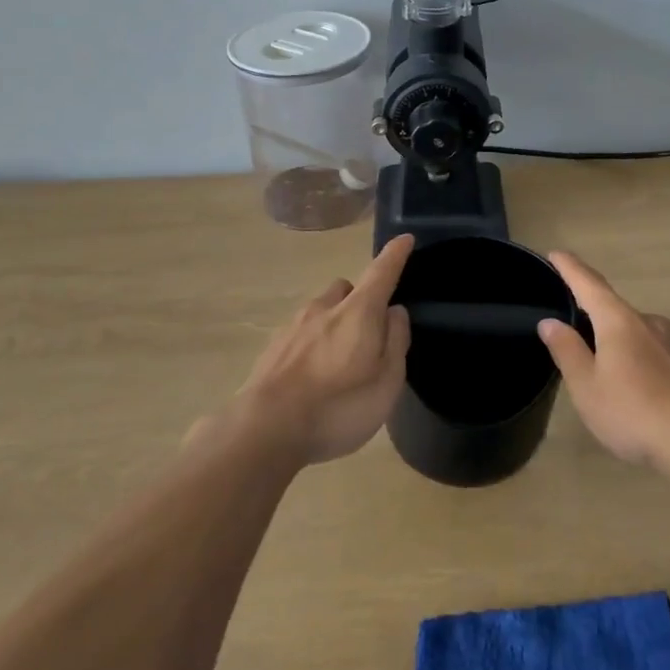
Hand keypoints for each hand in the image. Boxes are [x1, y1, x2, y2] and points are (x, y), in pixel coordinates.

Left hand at [236, 235, 414, 464]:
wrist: (265, 429)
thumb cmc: (338, 406)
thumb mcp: (386, 381)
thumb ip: (395, 341)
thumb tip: (395, 311)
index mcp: (357, 312)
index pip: (381, 273)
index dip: (395, 255)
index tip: (405, 239)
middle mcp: (323, 308)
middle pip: (345, 288)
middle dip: (359, 299)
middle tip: (369, 331)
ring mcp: (293, 326)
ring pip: (320, 310)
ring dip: (333, 322)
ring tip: (338, 361)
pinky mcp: (272, 348)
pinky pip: (300, 333)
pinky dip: (312, 343)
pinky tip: (312, 376)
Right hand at [537, 251, 669, 470]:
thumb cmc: (634, 412)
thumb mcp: (587, 387)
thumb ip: (567, 351)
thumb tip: (550, 322)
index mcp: (619, 321)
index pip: (589, 284)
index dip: (570, 268)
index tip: (556, 253)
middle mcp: (648, 322)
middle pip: (613, 308)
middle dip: (591, 312)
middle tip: (569, 324)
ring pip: (634, 331)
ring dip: (614, 339)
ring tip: (598, 362)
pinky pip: (651, 351)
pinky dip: (634, 357)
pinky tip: (630, 385)